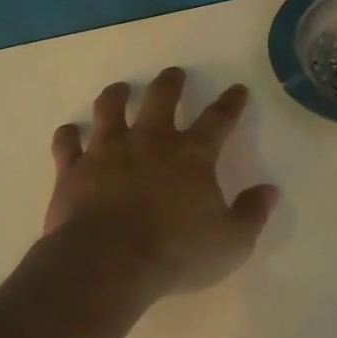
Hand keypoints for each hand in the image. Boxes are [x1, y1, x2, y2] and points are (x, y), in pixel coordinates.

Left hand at [44, 68, 279, 300]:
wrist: (108, 264)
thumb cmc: (176, 253)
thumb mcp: (231, 242)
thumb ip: (252, 214)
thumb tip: (268, 191)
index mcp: (192, 156)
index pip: (218, 120)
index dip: (230, 103)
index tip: (236, 89)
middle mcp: (149, 142)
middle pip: (161, 99)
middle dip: (170, 83)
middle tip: (174, 74)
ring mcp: (107, 152)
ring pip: (110, 109)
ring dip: (117, 95)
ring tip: (121, 89)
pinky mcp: (73, 170)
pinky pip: (68, 143)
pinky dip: (69, 135)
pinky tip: (71, 132)